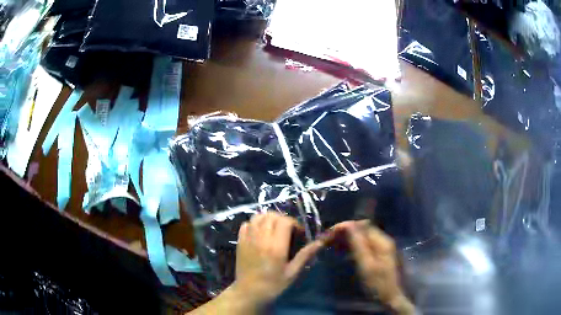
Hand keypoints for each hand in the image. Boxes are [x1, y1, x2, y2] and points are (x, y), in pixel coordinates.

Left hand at [231, 212, 323, 308]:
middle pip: (271, 216)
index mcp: (276, 246)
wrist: (249, 293)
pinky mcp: (240, 242)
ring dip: (268, 219)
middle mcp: (261, 239)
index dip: (294, 224)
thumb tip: (320, 242)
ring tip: (274, 230)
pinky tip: (260, 234)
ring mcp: (248, 239)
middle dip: (283, 220)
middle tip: (288, 231)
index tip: (299, 234)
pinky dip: (254, 224)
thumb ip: (305, 255)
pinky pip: (246, 224)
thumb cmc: (273, 285)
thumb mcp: (293, 272)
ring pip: (258, 217)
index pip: (285, 221)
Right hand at [330, 221, 414, 314]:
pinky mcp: (381, 256)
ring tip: (334, 246)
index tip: (330, 234)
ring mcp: (384, 248)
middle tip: (329, 241)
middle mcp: (384, 240)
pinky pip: (366, 245)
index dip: (345, 227)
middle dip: (346, 232)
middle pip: (363, 229)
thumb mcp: (366, 265)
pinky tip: (346, 253)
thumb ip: (358, 244)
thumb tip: (348, 224)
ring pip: (363, 237)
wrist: (391, 298)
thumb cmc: (378, 284)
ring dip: (349, 239)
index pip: (362, 225)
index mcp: (382, 241)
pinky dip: (354, 246)